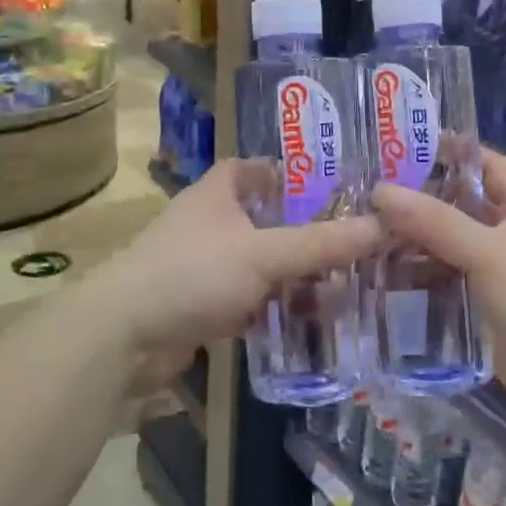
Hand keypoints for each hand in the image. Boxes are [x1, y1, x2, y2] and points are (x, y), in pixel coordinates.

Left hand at [92, 159, 383, 392]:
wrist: (124, 336)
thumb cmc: (192, 272)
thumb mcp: (264, 253)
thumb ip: (321, 243)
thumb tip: (381, 226)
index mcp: (219, 193)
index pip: (257, 168)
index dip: (292, 174)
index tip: (334, 187)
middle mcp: (212, 224)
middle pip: (268, 220)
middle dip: (308, 233)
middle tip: (356, 243)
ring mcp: (206, 266)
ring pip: (263, 264)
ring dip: (297, 276)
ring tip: (347, 286)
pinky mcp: (203, 306)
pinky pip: (252, 300)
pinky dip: (278, 307)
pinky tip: (313, 321)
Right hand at [373, 150, 505, 420]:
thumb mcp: (490, 251)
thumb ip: (435, 222)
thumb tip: (381, 190)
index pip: (485, 163)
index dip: (447, 152)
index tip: (398, 149)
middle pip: (462, 205)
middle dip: (420, 201)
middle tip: (365, 196)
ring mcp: (502, 271)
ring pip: (452, 246)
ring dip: (416, 243)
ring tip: (363, 236)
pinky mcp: (490, 307)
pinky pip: (452, 283)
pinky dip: (424, 279)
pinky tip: (384, 278)